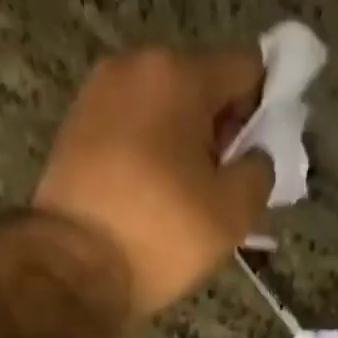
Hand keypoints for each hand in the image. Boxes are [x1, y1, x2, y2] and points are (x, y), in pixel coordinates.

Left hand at [35, 46, 273, 320]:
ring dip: (184, 149)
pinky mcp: (72, 133)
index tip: (263, 158)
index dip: (266, 110)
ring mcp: (96, 98)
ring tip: (187, 205)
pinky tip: (153, 205)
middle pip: (201, 89)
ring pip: (163, 115)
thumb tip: (257, 156)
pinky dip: (150, 160)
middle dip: (221, 132)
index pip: (247, 69)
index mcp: (178, 74)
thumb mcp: (233, 213)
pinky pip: (131, 136)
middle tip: (226, 190)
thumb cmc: (161, 236)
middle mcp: (133, 68)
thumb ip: (261, 171)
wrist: (72, 269)